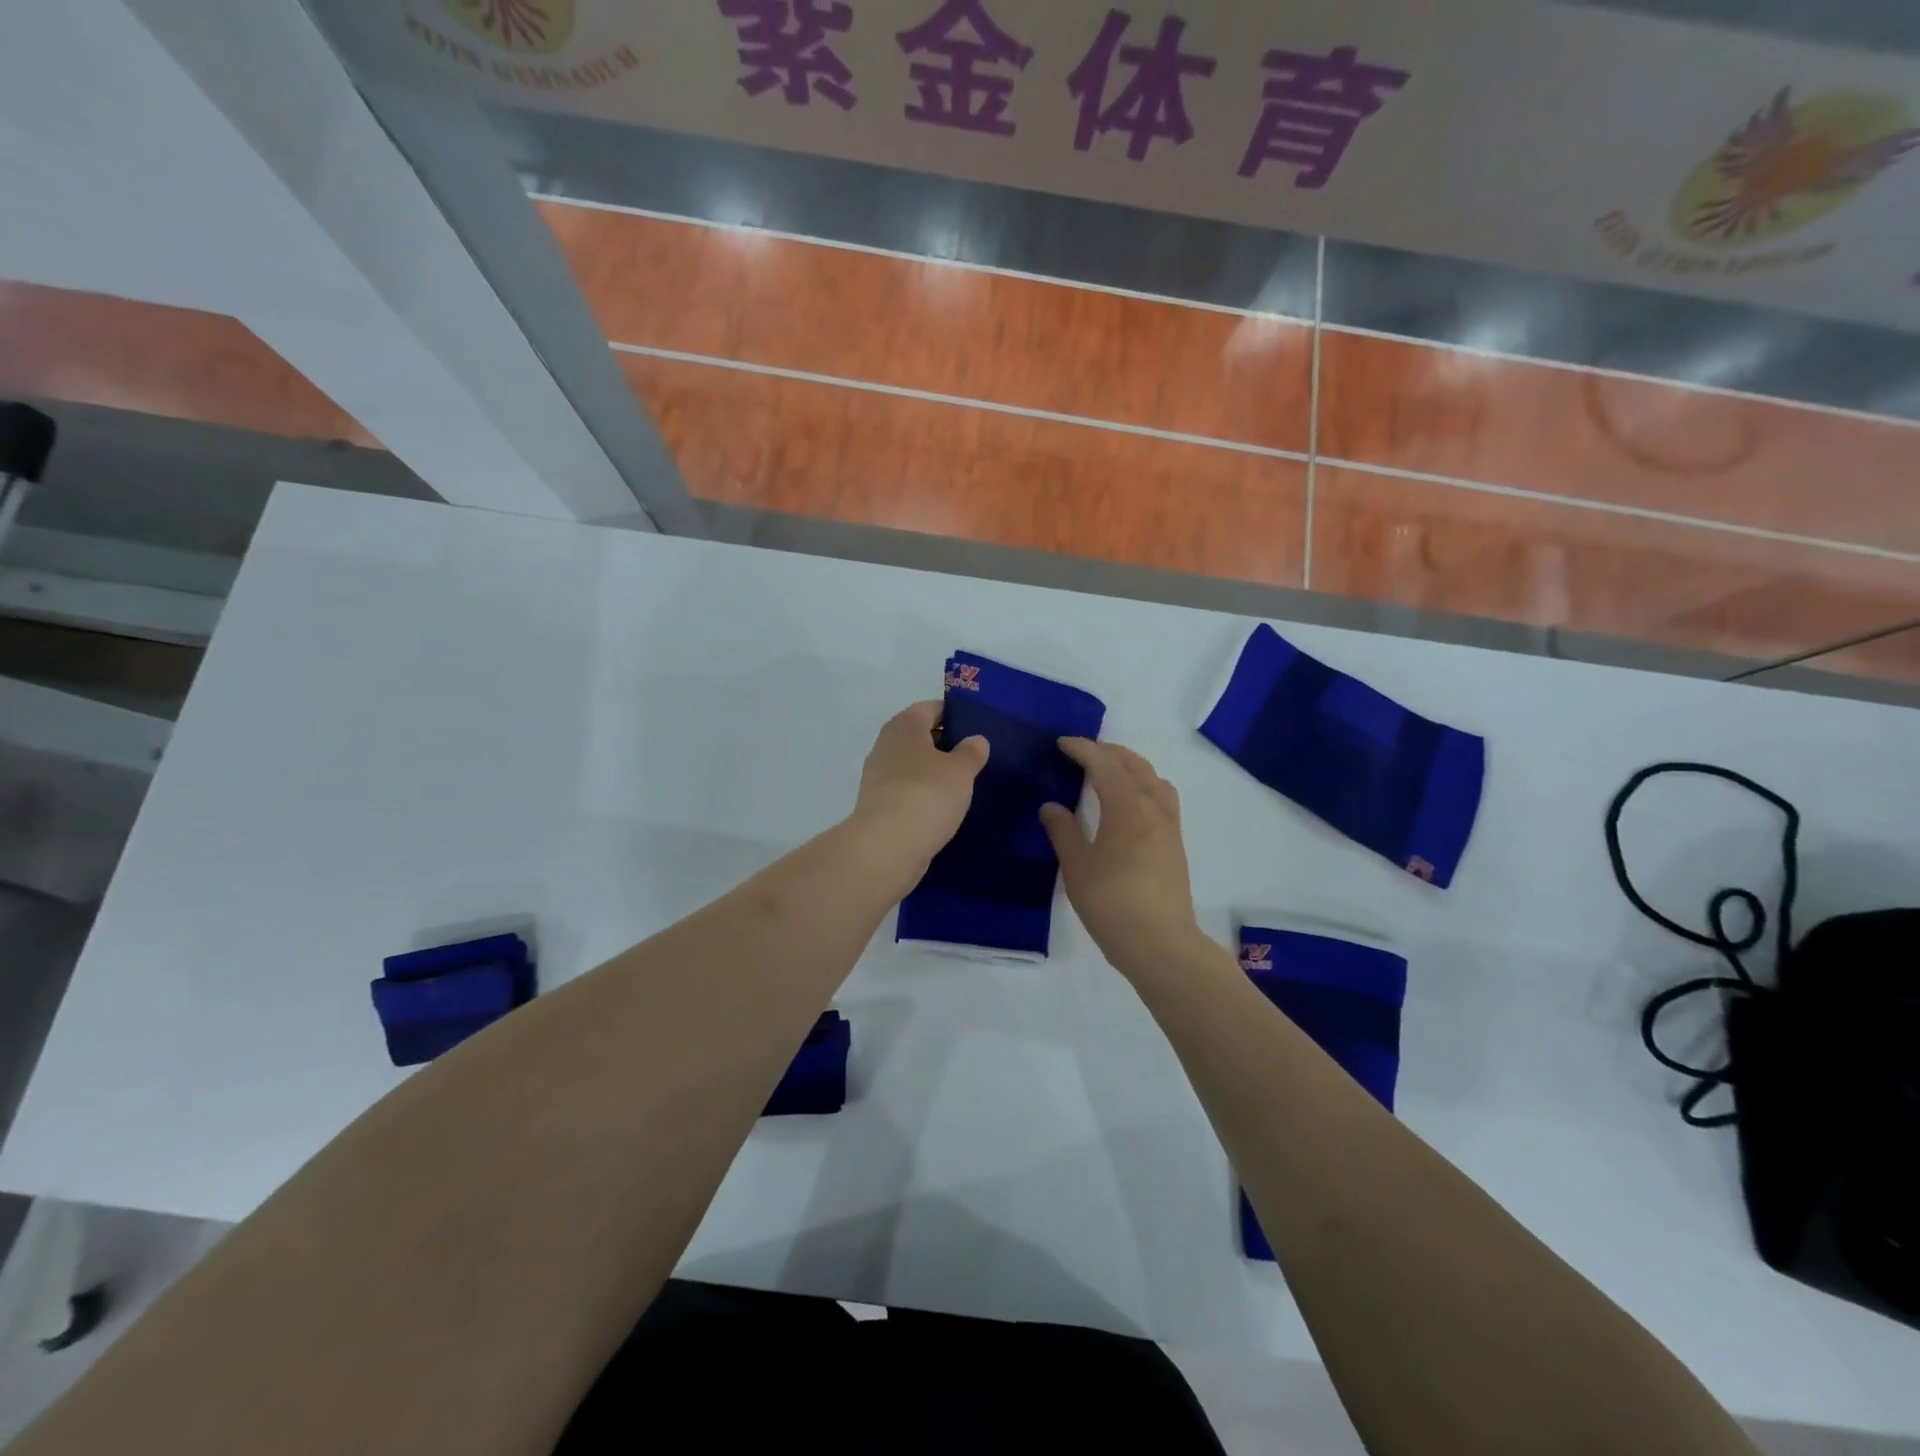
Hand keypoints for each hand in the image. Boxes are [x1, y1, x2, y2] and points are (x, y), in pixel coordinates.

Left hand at [852, 701, 988, 870]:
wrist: (888, 844)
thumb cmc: (928, 793)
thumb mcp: (961, 770)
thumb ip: (971, 752)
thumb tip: (976, 740)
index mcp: (904, 725)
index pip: (930, 708)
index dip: (953, 713)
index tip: (976, 726)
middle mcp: (885, 745)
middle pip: (918, 736)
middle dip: (944, 743)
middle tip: (974, 755)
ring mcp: (877, 776)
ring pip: (911, 764)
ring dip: (932, 771)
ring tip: (962, 783)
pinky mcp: (877, 805)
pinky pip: (905, 790)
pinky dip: (922, 793)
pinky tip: (942, 806)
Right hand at [1041, 739, 1203, 979]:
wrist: (1161, 944)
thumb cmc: (1112, 904)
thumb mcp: (1077, 868)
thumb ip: (1064, 832)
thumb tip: (1051, 806)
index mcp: (1128, 808)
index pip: (1105, 766)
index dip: (1084, 750)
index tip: (1063, 743)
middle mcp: (1153, 810)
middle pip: (1135, 766)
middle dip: (1109, 752)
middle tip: (1084, 751)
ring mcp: (1169, 828)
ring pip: (1154, 780)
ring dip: (1132, 767)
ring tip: (1110, 772)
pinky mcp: (1175, 846)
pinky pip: (1162, 799)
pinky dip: (1144, 786)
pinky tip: (1130, 804)